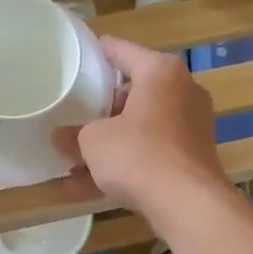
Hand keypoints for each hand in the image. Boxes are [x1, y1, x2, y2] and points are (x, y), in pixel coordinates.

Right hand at [54, 37, 231, 219]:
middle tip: (74, 116)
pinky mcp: (191, 157)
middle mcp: (182, 91)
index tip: (75, 59)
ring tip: (75, 159)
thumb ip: (74, 135)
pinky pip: (150, 153)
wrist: (187, 203)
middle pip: (133, 92)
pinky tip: (89, 187)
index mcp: (160, 72)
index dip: (95, 54)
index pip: (121, 50)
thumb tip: (61, 138)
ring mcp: (191, 126)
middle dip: (102, 109)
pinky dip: (125, 165)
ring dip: (110, 142)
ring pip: (140, 128)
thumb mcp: (93, 141)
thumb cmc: (138, 155)